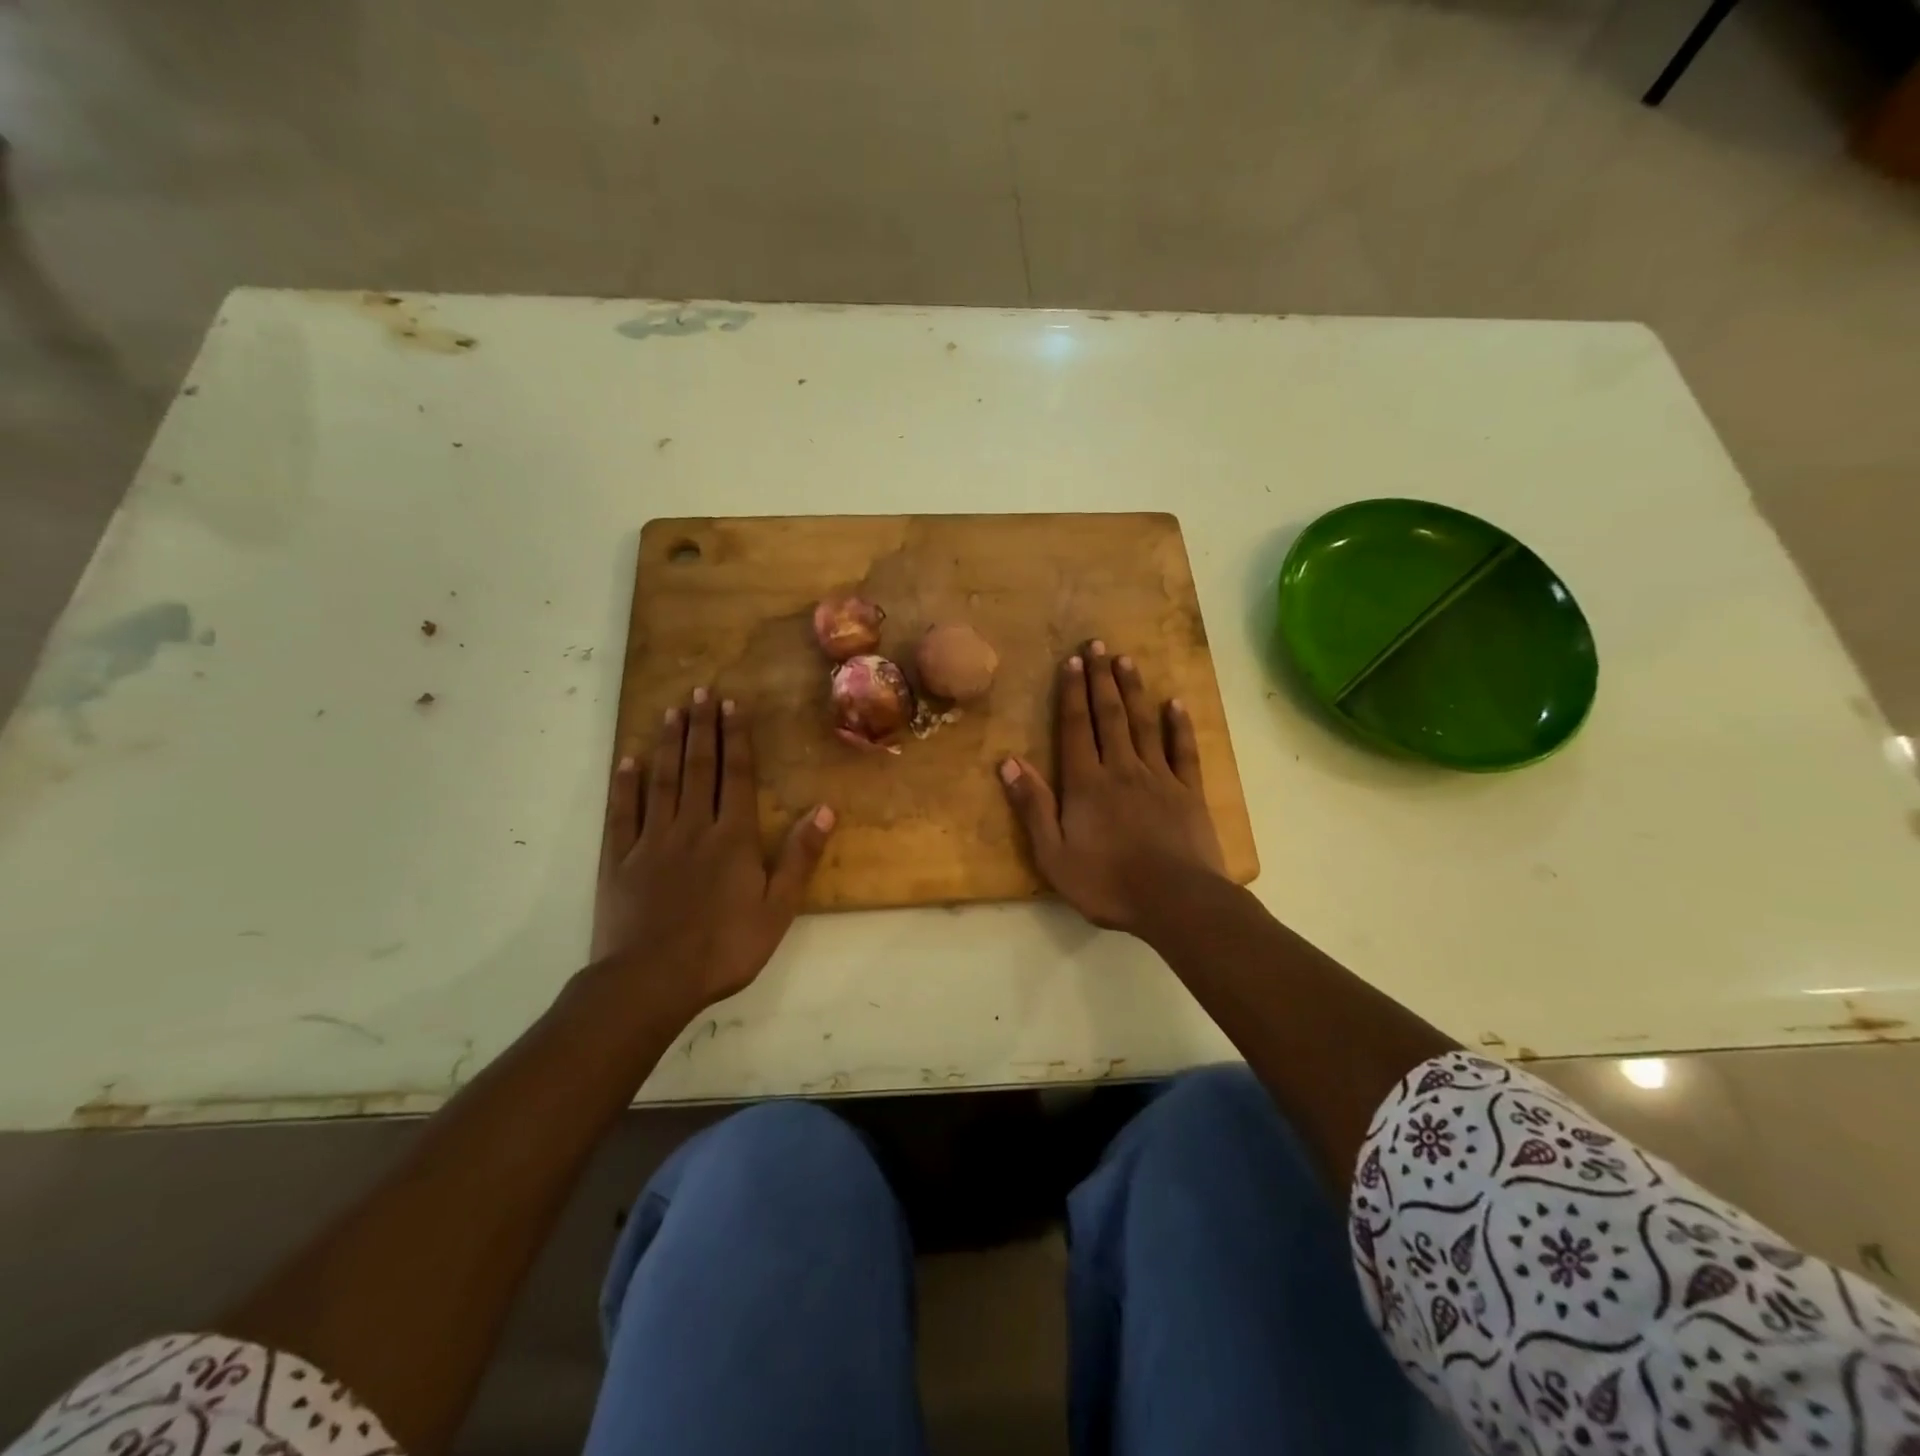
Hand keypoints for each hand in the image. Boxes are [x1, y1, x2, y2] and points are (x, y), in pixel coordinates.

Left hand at [597, 689, 834, 1013]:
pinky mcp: (619, 860)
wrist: (652, 981)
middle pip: (698, 768)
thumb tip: (824, 809)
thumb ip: (799, 856)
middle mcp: (692, 827)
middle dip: (701, 728)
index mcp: (732, 838)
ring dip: (667, 744)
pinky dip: (625, 784)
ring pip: (661, 781)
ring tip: (670, 711)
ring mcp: (651, 841)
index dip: (735, 739)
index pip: (735, 776)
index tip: (731, 706)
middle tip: (699, 692)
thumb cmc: (724, 947)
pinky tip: (628, 760)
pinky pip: (622, 813)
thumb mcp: (778, 908)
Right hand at [999, 641, 1224, 933]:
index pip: (1076, 728)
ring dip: (1133, 690)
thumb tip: (1009, 763)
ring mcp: (1159, 777)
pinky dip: (1178, 725)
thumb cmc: (1107, 883)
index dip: (1072, 693)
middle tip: (1098, 644)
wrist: (1175, 901)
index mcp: (1086, 784)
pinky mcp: (1188, 792)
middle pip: (1109, 716)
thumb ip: (1032, 807)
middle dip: (1101, 678)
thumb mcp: (1054, 854)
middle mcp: (1121, 769)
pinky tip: (1176, 703)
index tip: (1072, 661)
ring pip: (1143, 724)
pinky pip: (1183, 750)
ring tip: (1127, 660)